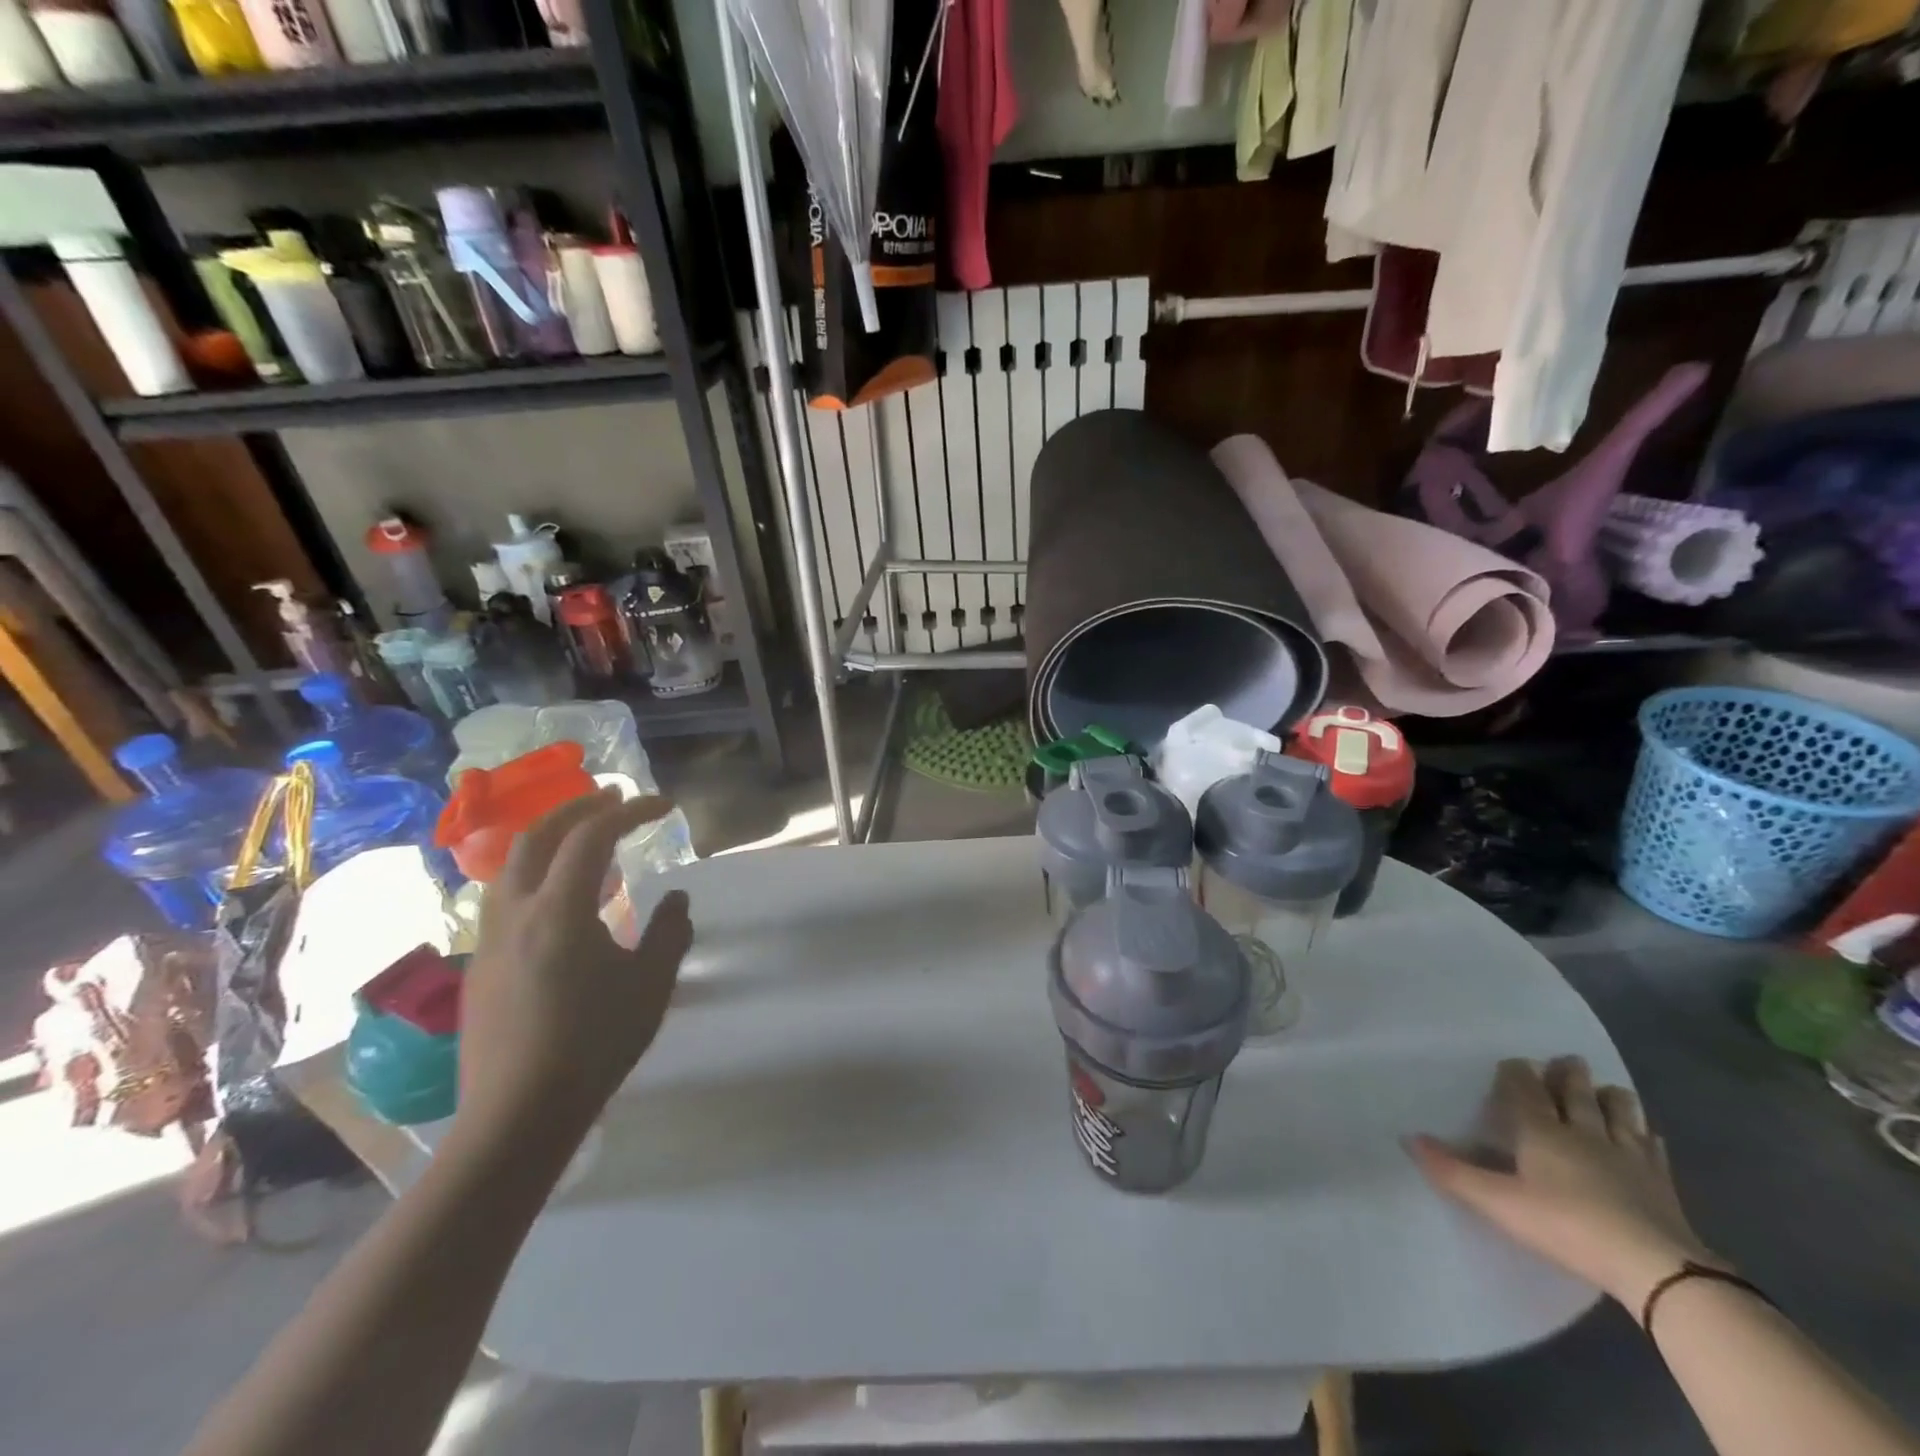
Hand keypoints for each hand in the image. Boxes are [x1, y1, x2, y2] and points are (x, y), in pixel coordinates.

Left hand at [457, 789, 692, 1141]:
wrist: (518, 1116)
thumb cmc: (594, 1044)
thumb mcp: (651, 984)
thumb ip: (669, 932)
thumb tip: (676, 898)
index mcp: (559, 910)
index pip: (592, 836)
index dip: (630, 811)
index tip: (663, 806)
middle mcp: (516, 912)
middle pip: (538, 835)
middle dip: (578, 808)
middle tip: (613, 798)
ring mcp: (491, 939)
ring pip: (512, 864)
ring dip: (551, 838)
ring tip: (586, 840)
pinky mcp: (482, 966)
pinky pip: (507, 897)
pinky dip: (538, 874)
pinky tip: (563, 901)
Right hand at [1408, 1056, 1719, 1307]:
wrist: (1654, 1266)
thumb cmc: (1567, 1226)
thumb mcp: (1499, 1203)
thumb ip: (1453, 1171)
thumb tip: (1408, 1138)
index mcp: (1542, 1132)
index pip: (1525, 1090)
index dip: (1518, 1073)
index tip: (1515, 1061)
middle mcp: (1584, 1133)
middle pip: (1577, 1095)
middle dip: (1569, 1075)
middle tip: (1569, 1059)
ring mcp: (1628, 1156)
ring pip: (1620, 1114)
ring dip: (1612, 1097)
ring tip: (1609, 1087)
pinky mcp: (1662, 1183)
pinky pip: (1653, 1150)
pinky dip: (1647, 1137)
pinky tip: (1648, 1135)